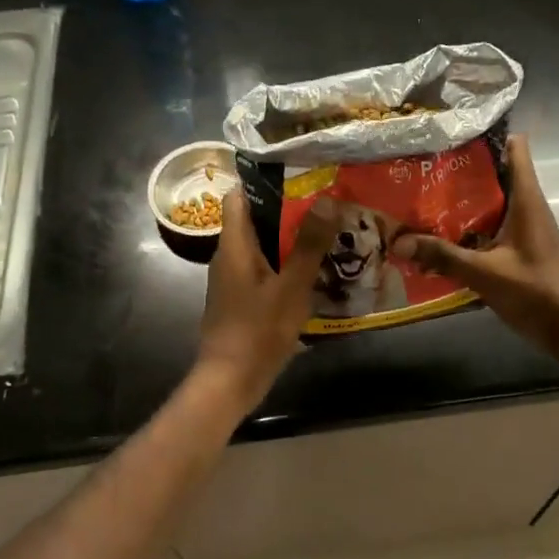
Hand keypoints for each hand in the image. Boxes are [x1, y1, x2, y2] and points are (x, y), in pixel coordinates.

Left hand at [193, 190, 339, 408]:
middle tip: (327, 204)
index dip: (263, 182)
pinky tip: (315, 272)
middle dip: (289, 211)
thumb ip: (308, 244)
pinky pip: (265, 270)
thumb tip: (328, 199)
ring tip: (329, 233)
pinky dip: (286, 265)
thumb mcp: (291, 286)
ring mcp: (234, 281)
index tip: (299, 175)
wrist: (229, 382)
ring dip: (291, 240)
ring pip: (262, 247)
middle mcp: (229, 257)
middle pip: (255, 220)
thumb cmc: (257, 330)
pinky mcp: (242, 300)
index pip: (238, 197)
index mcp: (234, 246)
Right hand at [391, 134, 558, 355]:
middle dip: (462, 170)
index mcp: (526, 199)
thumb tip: (398, 243)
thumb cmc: (535, 291)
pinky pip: (492, 225)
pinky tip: (440, 236)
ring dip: (463, 200)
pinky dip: (469, 226)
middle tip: (423, 168)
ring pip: (492, 201)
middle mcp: (527, 206)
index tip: (451, 136)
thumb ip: (442, 256)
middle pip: (495, 173)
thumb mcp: (484, 273)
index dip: (486, 136)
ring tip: (423, 198)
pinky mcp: (520, 247)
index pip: (515, 148)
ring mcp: (524, 228)